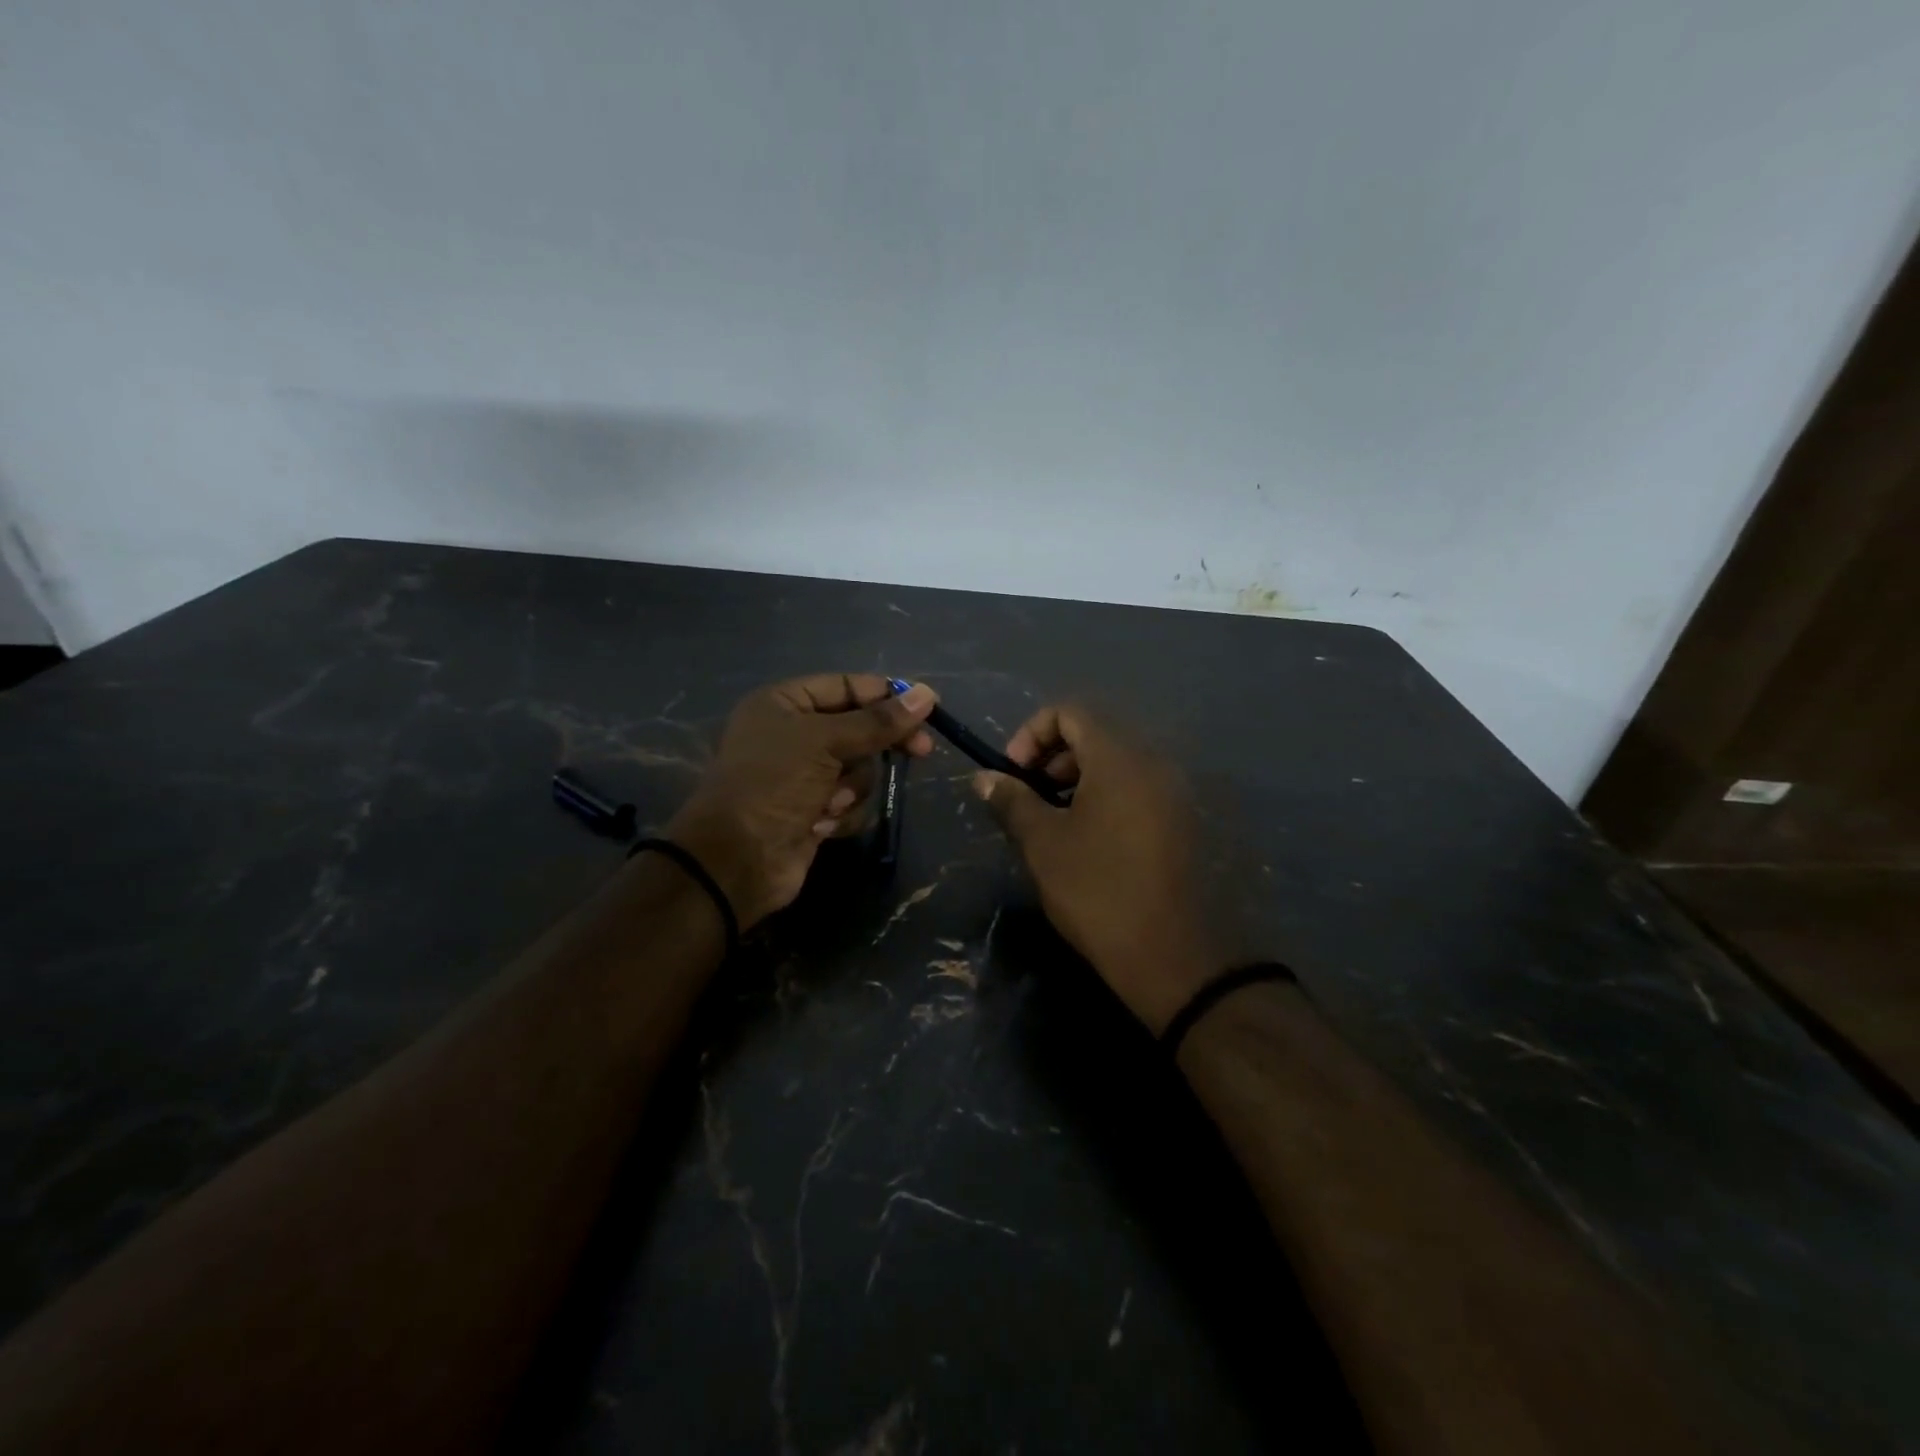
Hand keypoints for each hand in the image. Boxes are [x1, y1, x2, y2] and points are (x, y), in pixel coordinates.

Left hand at [667, 674, 936, 928]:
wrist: (737, 860)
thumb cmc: (774, 784)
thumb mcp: (825, 742)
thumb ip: (878, 721)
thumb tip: (927, 695)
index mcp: (784, 704)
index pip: (845, 686)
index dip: (885, 695)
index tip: (926, 706)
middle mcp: (793, 734)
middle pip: (858, 728)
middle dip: (880, 744)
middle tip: (922, 751)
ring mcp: (803, 776)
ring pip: (859, 768)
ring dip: (853, 787)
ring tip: (831, 802)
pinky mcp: (814, 810)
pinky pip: (851, 801)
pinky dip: (843, 812)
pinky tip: (821, 824)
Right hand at [974, 704, 1223, 1031]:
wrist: (1168, 954)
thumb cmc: (1097, 890)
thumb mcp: (1042, 843)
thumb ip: (1011, 800)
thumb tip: (984, 778)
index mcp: (1119, 758)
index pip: (1071, 713)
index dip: (1032, 733)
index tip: (1013, 773)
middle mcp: (1152, 764)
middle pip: (1095, 735)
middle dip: (1052, 757)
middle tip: (1028, 796)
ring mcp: (1171, 794)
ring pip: (1115, 764)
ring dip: (1075, 779)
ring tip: (1052, 820)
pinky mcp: (1179, 822)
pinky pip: (1135, 789)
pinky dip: (1103, 797)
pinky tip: (1085, 838)